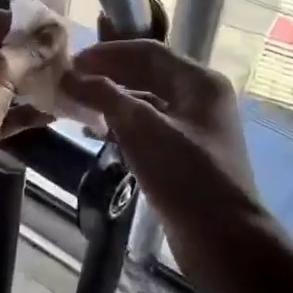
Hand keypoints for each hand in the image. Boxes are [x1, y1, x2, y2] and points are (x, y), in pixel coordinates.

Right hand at [63, 41, 261, 237]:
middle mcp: (201, 97)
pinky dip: (124, 123)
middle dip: (109, 74)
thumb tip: (68, 76)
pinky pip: (150, 125)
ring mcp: (196, 126)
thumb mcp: (142, 129)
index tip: (72, 62)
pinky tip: (100, 132)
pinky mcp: (187, 153)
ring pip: (148, 100)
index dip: (107, 53)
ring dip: (114, 99)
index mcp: (200, 81)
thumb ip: (105, 96)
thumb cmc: (186, 175)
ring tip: (79, 105)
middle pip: (148, 72)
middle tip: (71, 82)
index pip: (147, 51)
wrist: (224, 241)